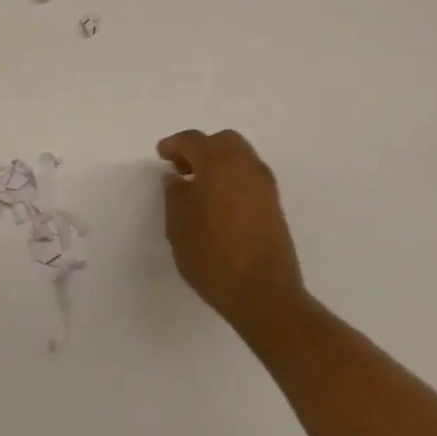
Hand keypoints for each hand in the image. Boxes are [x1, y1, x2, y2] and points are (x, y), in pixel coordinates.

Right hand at [158, 129, 306, 343]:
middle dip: (200, 148)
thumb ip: (174, 195)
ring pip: (240, 157)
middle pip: (222, 141)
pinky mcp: (275, 205)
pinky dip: (232, 177)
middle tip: (182, 168)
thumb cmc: (213, 256)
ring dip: (219, 162)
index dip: (174, 145)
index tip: (161, 155)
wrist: (266, 295)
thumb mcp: (178, 226)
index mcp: (219, 163)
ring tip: (199, 187)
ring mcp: (265, 185)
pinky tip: (219, 201)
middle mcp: (246, 166)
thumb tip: (175, 179)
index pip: (193, 140)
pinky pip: (250, 176)